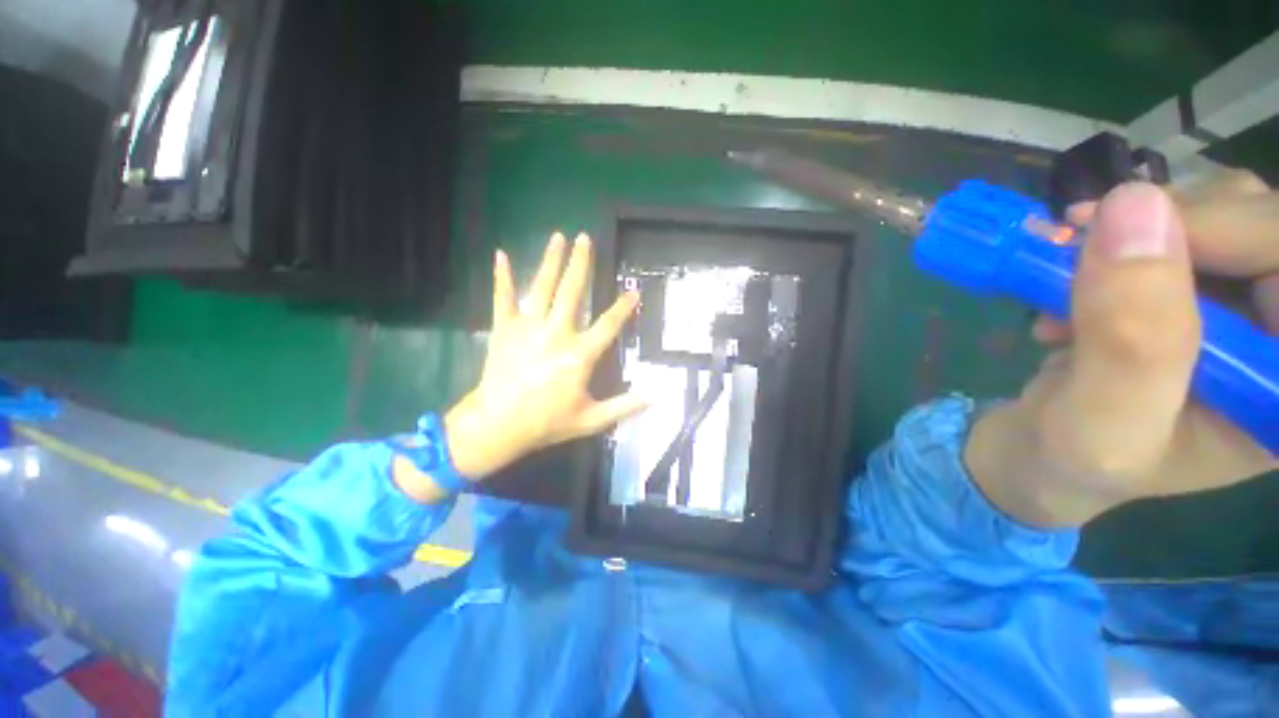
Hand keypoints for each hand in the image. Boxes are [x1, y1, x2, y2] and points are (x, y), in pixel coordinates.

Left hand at [443, 232, 644, 480]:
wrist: (497, 425)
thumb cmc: (547, 422)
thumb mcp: (591, 420)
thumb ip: (624, 407)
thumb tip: (655, 398)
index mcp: (579, 355)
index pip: (608, 325)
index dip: (623, 308)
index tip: (634, 291)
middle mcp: (556, 333)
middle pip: (572, 292)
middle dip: (580, 264)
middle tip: (585, 238)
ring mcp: (528, 328)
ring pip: (542, 287)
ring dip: (550, 261)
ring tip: (558, 237)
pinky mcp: (504, 329)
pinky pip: (503, 298)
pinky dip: (502, 277)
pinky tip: (501, 254)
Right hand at [966, 175, 1278, 527]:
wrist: (1046, 455)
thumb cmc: (1077, 462)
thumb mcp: (1101, 424)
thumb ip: (1130, 341)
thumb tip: (1133, 209)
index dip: (1228, 229)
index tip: (1121, 234)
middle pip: (1263, 225)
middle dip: (1169, 224)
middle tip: (1079, 245)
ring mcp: (1246, 310)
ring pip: (1223, 210)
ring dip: (1138, 230)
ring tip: (1071, 273)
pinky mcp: (1203, 291)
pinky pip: (1180, 224)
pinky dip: (1120, 238)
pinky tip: (1080, 279)